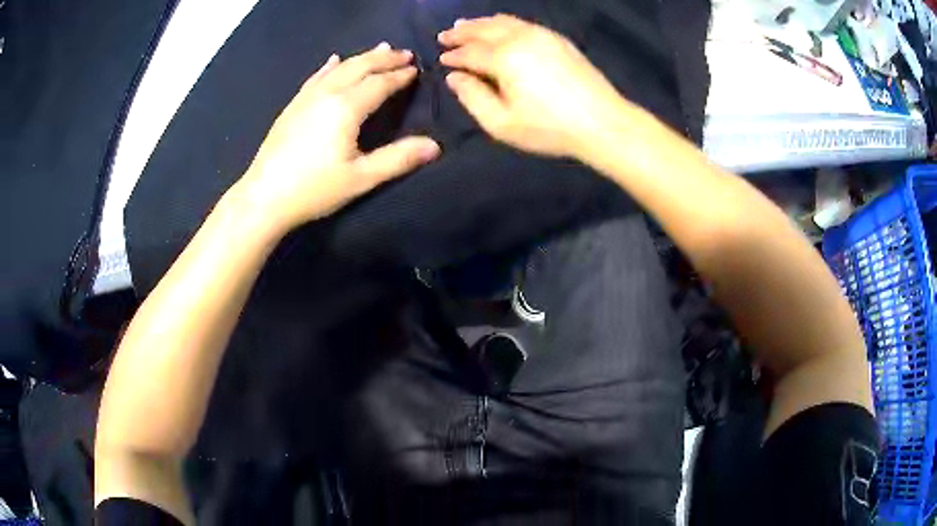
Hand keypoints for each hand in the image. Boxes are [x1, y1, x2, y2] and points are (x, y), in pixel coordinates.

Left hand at [240, 43, 440, 232]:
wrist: (264, 197)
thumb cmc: (314, 190)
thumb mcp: (361, 178)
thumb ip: (398, 159)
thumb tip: (435, 146)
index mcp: (346, 108)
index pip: (380, 83)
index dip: (400, 76)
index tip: (416, 69)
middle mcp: (327, 94)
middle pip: (360, 67)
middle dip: (384, 58)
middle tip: (404, 53)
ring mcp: (306, 97)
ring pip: (338, 68)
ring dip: (361, 57)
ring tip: (379, 49)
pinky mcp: (292, 106)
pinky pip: (315, 77)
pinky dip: (330, 66)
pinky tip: (333, 60)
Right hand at [439, 15, 625, 158]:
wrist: (603, 122)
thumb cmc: (549, 128)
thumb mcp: (502, 124)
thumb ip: (473, 98)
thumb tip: (455, 78)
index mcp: (504, 58)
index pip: (470, 52)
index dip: (453, 56)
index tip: (441, 59)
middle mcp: (520, 38)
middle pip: (484, 29)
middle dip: (462, 32)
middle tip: (445, 35)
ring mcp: (542, 35)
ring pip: (504, 22)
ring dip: (481, 23)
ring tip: (465, 25)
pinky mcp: (558, 39)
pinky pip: (523, 23)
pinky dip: (504, 23)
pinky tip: (500, 27)